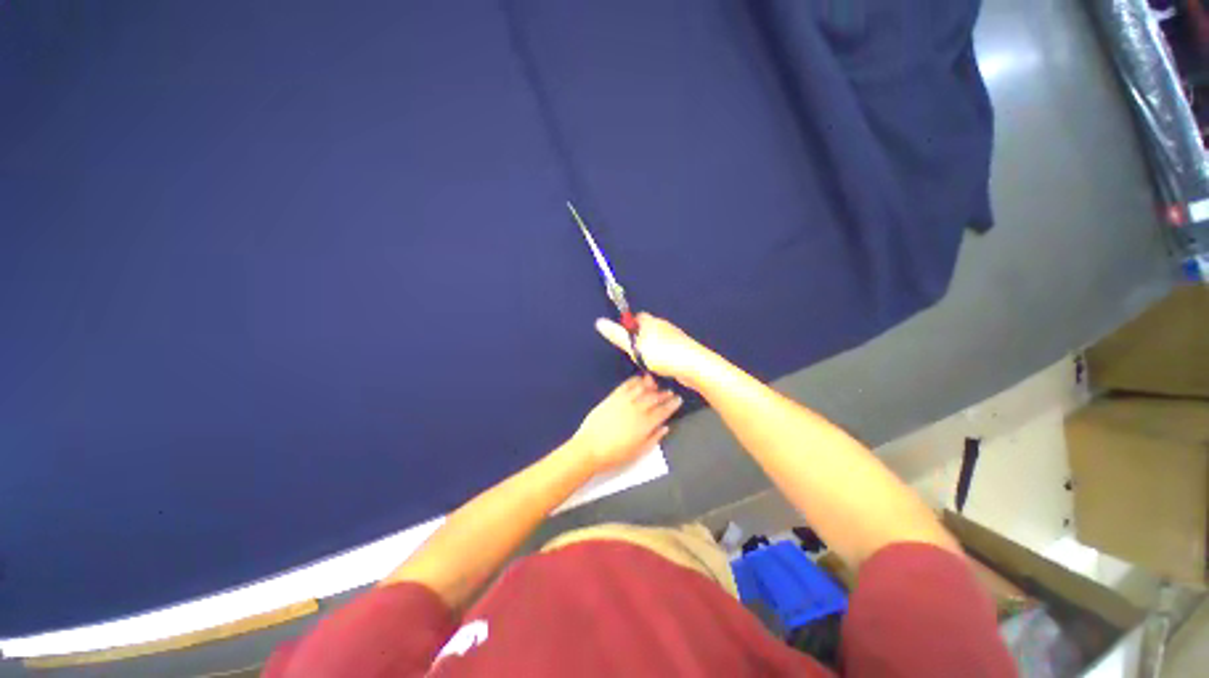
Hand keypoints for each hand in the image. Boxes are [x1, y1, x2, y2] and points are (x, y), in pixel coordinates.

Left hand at [572, 375, 681, 472]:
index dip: (672, 404)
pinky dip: (634, 381)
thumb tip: (665, 428)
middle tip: (669, 392)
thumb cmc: (615, 455)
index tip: (678, 400)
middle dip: (663, 394)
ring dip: (650, 385)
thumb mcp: (639, 451)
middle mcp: (637, 409)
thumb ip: (654, 438)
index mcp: (646, 424)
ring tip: (656, 384)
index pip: (663, 411)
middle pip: (654, 398)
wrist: (590, 448)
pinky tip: (638, 380)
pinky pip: (626, 385)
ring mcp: (624, 401)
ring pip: (641, 389)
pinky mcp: (612, 397)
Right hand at [595, 313, 715, 388]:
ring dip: (651, 349)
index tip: (625, 339)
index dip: (629, 326)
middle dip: (640, 338)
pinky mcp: (683, 349)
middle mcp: (664, 326)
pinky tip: (660, 368)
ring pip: (658, 340)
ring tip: (646, 363)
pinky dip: (662, 356)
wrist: (693, 365)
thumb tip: (599, 322)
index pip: (638, 317)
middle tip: (633, 353)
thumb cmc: (662, 354)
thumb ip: (617, 335)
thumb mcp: (634, 347)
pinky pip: (668, 350)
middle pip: (648, 328)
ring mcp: (675, 337)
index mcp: (652, 322)